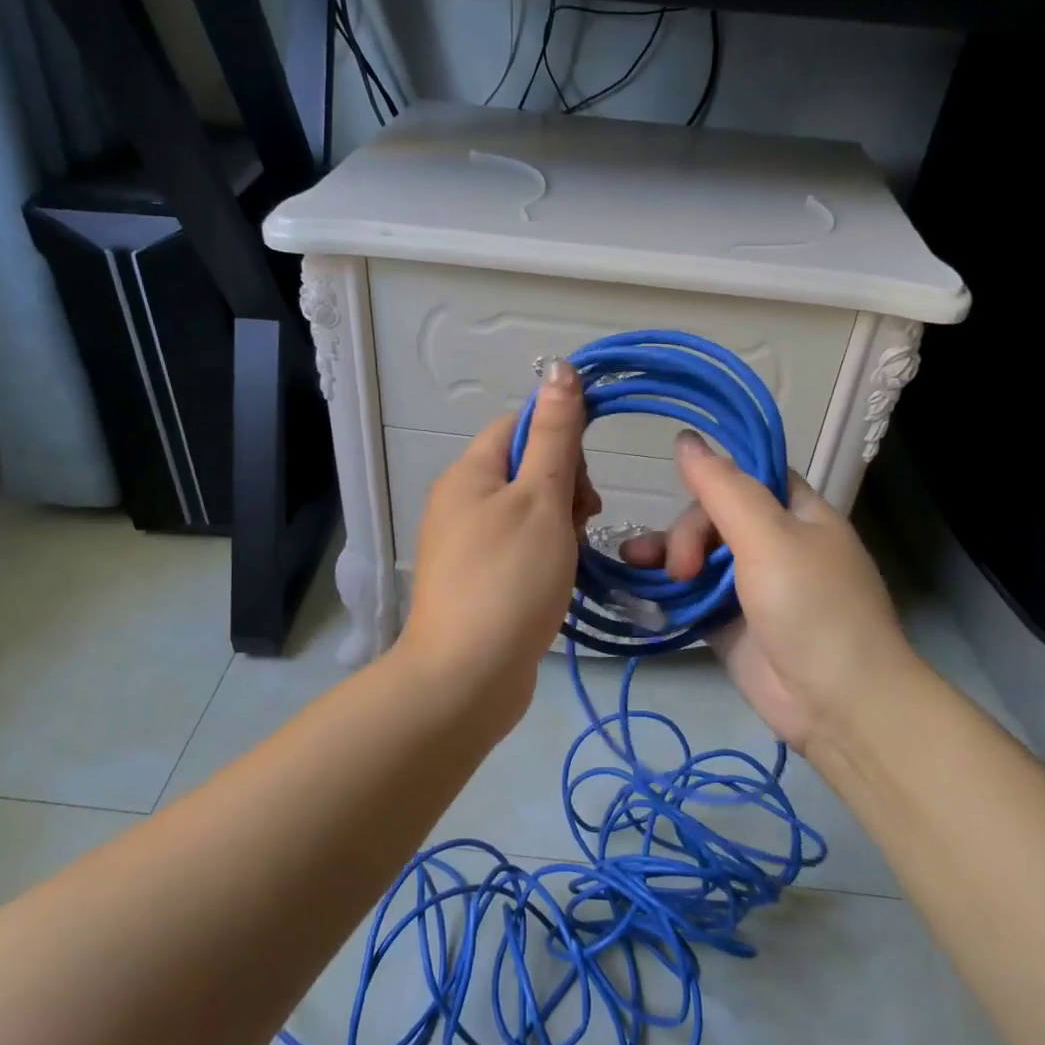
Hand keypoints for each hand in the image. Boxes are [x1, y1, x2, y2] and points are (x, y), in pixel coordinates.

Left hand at [395, 360, 600, 729]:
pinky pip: (519, 548)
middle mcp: (461, 501)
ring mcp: (466, 544)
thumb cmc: (509, 579)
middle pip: (524, 468)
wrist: (467, 677)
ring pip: (527, 511)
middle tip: (581, 522)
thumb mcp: (540, 499)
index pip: (519, 425)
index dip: (559, 439)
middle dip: (563, 487)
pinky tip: (559, 579)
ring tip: (571, 557)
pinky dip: (545, 555)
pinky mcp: (477, 579)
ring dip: (560, 525)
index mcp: (469, 472)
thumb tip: (559, 368)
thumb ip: (554, 435)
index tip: (584, 478)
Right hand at [620, 431, 924, 752]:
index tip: (676, 486)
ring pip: (696, 554)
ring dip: (664, 554)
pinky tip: (637, 585)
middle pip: (713, 515)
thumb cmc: (812, 608)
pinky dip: (665, 588)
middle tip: (682, 568)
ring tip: (636, 564)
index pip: (746, 476)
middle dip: (687, 533)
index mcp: (797, 511)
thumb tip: (685, 439)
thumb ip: (723, 488)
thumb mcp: (769, 538)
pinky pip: (690, 593)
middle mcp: (773, 542)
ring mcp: (749, 584)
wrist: (836, 702)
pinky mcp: (728, 620)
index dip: (712, 478)